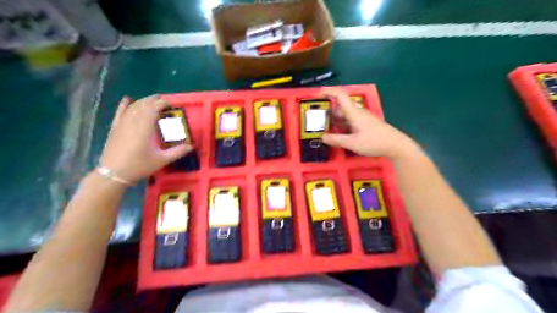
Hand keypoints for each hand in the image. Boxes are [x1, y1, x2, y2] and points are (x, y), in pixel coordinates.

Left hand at [100, 95, 193, 182]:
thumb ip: (178, 152)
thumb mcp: (162, 160)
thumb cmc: (139, 166)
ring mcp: (122, 124)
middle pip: (144, 104)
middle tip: (166, 102)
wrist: (113, 174)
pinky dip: (124, 105)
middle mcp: (133, 122)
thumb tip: (191, 146)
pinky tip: (128, 99)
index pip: (154, 108)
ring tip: (153, 100)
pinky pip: (119, 112)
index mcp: (145, 128)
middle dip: (155, 100)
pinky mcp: (115, 128)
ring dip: (144, 101)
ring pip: (133, 106)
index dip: (163, 104)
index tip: (173, 105)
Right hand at [323, 88, 416, 158]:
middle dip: (328, 112)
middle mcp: (357, 112)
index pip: (340, 95)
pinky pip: (350, 122)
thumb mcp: (352, 143)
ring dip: (335, 121)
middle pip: (340, 107)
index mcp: (353, 112)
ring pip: (344, 116)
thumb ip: (336, 140)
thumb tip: (322, 137)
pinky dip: (342, 126)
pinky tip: (339, 135)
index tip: (317, 95)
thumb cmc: (374, 142)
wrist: (395, 145)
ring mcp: (362, 118)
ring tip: (325, 130)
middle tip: (317, 122)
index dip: (328, 91)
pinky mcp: (365, 125)